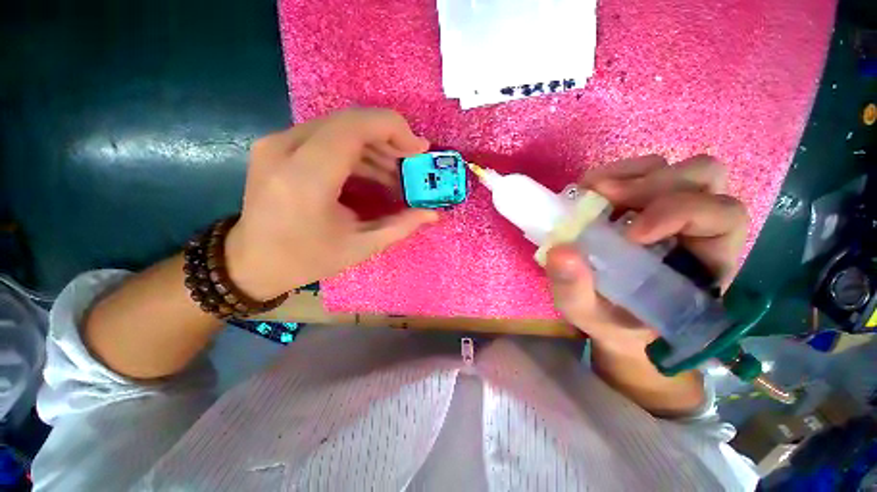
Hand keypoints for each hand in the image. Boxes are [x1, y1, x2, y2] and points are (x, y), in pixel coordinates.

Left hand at [224, 108, 437, 299]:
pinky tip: (372, 174)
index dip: (394, 129)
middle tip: (411, 165)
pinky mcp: (277, 146)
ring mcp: (277, 143)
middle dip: (389, 139)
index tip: (418, 150)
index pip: (355, 127)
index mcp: (306, 177)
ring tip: (395, 175)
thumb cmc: (306, 259)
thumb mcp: (360, 246)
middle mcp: (285, 148)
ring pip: (339, 127)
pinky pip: (327, 137)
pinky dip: (356, 151)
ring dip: (374, 147)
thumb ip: (400, 226)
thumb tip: (433, 214)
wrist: (251, 261)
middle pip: (350, 122)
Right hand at [546, 155, 748, 355]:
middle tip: (605, 199)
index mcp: (706, 263)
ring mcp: (673, 209)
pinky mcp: (646, 202)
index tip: (629, 233)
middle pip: (704, 178)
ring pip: (677, 167)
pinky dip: (616, 173)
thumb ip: (574, 290)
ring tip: (595, 193)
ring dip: (634, 175)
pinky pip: (645, 170)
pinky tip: (591, 191)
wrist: (613, 317)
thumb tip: (559, 252)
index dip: (679, 213)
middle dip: (654, 185)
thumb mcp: (588, 314)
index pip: (723, 216)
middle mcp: (700, 228)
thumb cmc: (612, 320)